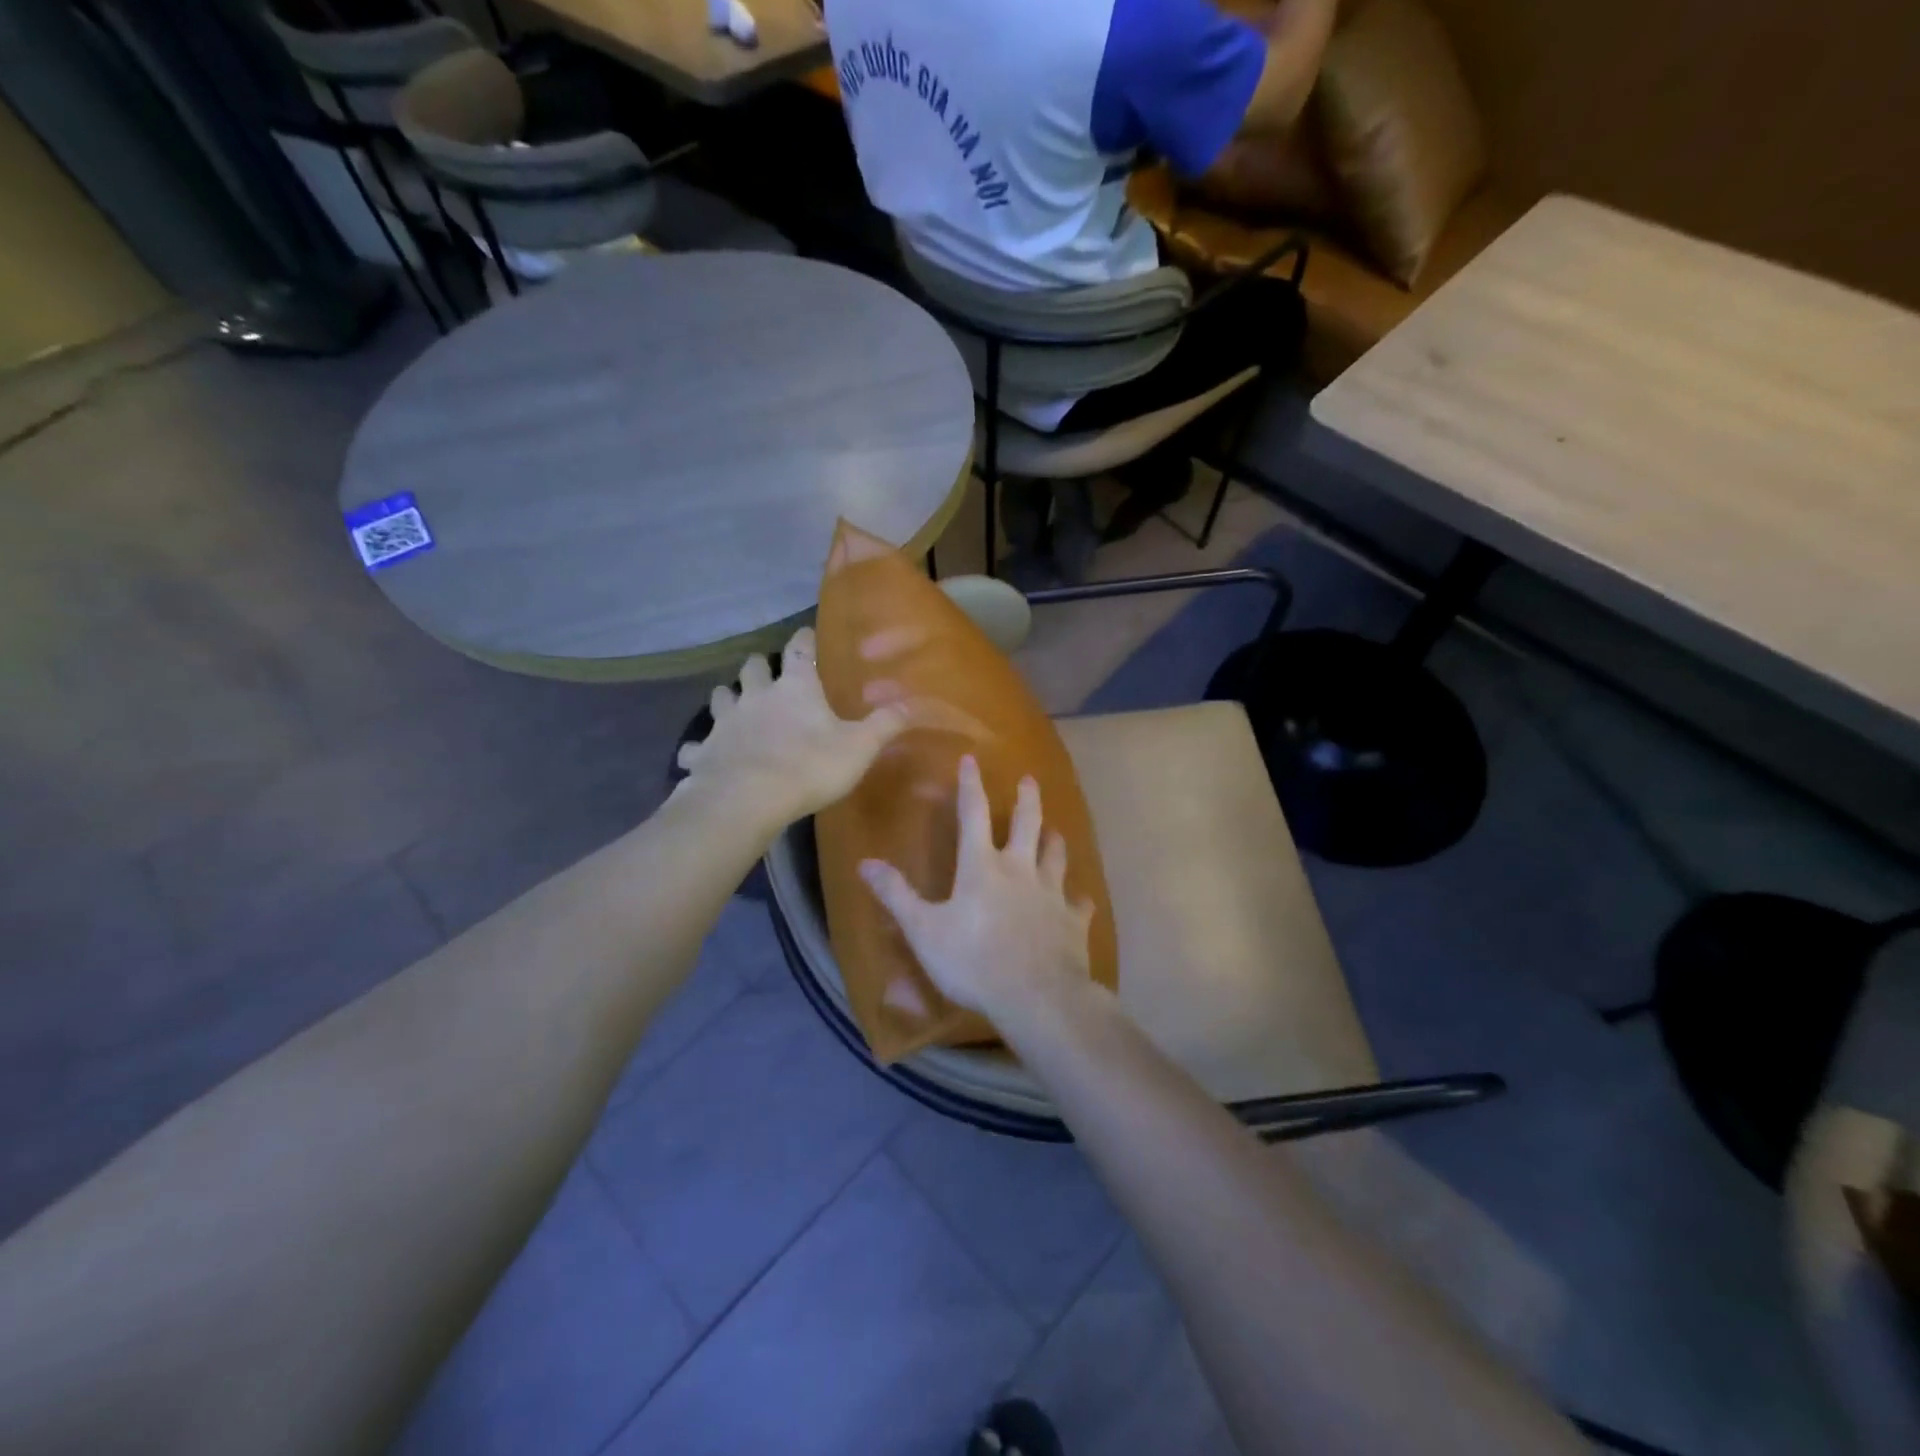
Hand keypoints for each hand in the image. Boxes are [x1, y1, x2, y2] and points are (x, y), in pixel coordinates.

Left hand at [674, 626, 910, 829]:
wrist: (748, 799)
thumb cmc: (810, 766)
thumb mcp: (859, 747)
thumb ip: (886, 724)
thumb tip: (916, 704)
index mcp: (795, 687)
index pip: (799, 649)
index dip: (804, 639)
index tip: (806, 634)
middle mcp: (757, 695)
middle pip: (752, 667)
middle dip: (759, 666)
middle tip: (767, 673)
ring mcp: (725, 722)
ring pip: (720, 696)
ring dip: (728, 698)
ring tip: (735, 706)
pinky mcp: (703, 751)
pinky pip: (696, 745)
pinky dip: (700, 748)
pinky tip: (702, 756)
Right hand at [858, 755, 1095, 1025]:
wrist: (1035, 997)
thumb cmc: (972, 961)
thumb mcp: (923, 930)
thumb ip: (896, 895)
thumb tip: (865, 863)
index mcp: (982, 867)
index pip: (973, 814)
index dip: (971, 785)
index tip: (972, 759)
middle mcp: (1020, 870)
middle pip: (1028, 824)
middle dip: (1027, 800)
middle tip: (1030, 780)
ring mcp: (1052, 894)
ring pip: (1057, 856)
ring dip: (1055, 841)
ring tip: (1055, 830)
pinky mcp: (1073, 921)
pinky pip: (1079, 903)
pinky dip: (1078, 899)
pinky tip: (1081, 899)